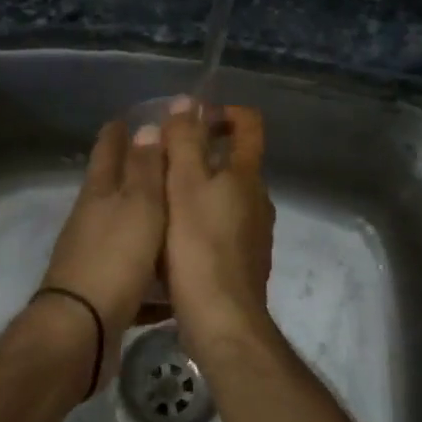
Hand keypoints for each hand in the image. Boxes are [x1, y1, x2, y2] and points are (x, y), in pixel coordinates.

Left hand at [39, 120, 167, 387]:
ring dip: (145, 219)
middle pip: (113, 187)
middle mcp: (92, 218)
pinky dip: (149, 266)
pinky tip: (170, 275)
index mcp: (99, 192)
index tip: (135, 116)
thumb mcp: (139, 206)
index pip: (108, 149)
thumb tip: (144, 126)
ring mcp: (93, 254)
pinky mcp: (102, 288)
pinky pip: (131, 268)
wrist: (82, 329)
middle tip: (169, 161)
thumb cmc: (116, 257)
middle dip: (135, 171)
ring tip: (178, 215)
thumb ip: (144, 168)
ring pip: (123, 227)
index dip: (119, 131)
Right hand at [162, 98, 274, 356]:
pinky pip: (224, 225)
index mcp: (247, 176)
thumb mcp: (183, 186)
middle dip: (202, 152)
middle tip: (162, 160)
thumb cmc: (199, 246)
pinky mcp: (246, 260)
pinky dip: (203, 219)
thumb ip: (184, 142)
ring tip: (162, 199)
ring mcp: (256, 232)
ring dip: (200, 188)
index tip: (192, 119)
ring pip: (227, 196)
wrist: (223, 319)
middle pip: (236, 161)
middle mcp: (259, 199)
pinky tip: (174, 237)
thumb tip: (187, 102)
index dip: (224, 112)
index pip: (249, 125)